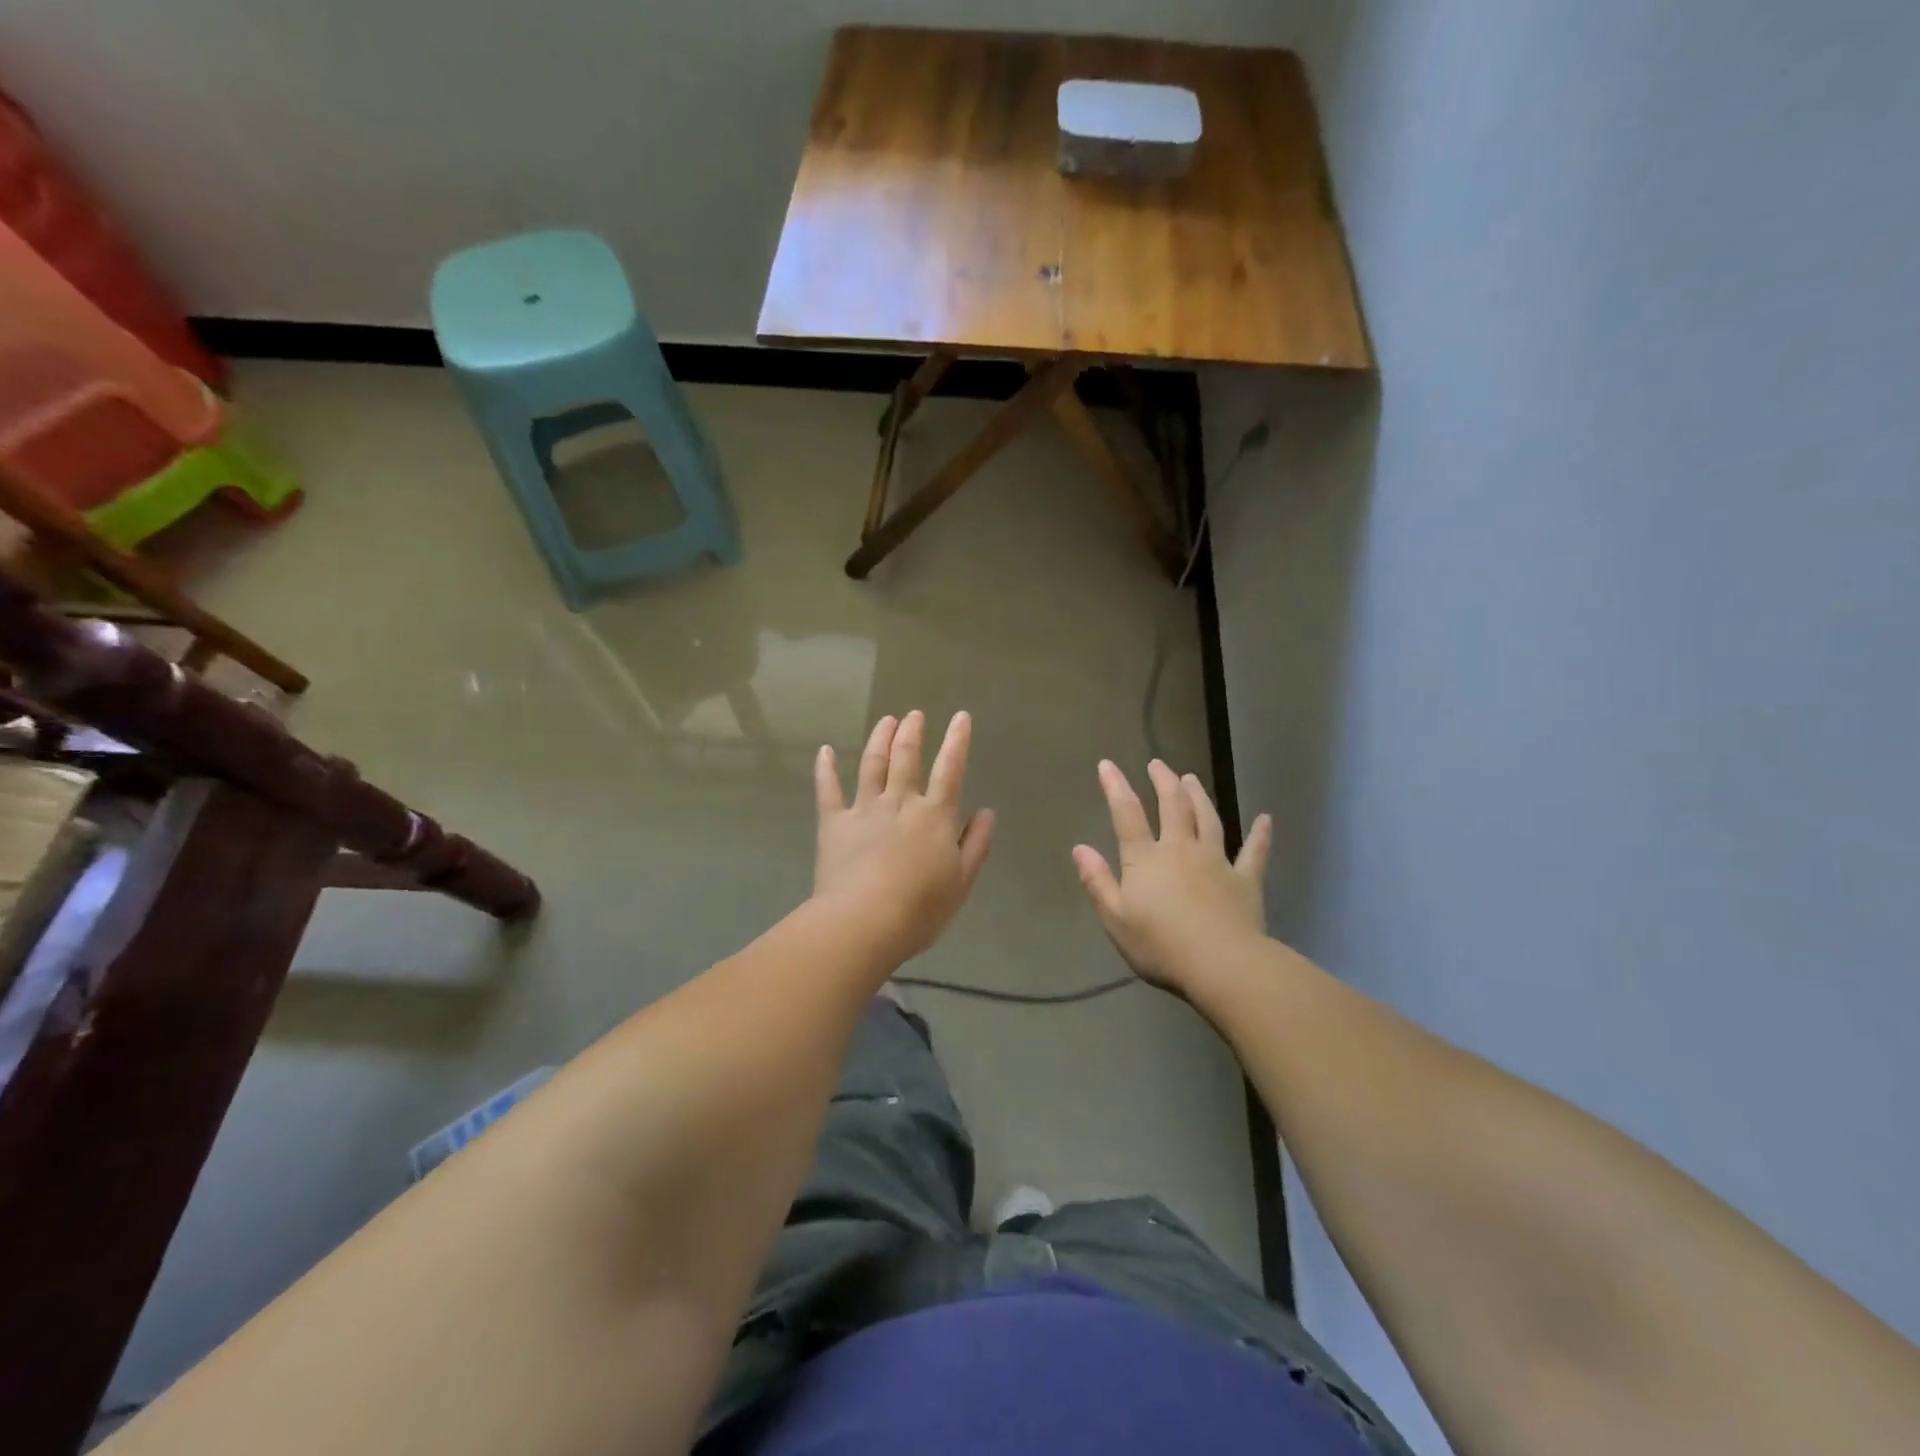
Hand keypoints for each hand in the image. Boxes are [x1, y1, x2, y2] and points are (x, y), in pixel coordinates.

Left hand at [814, 710, 994, 962]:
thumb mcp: (962, 881)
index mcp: (934, 816)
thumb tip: (987, 812)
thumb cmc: (920, 908)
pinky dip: (826, 769)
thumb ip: (976, 844)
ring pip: (872, 765)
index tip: (960, 717)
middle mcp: (900, 802)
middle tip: (914, 715)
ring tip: (886, 720)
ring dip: (879, 739)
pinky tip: (825, 751)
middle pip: (906, 758)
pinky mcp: (833, 824)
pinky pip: (828, 790)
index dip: (957, 741)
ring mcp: (864, 809)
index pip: (950, 770)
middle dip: (912, 733)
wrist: (864, 921)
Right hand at [1072, 759, 1271, 994]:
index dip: (1115, 787)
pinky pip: (1254, 852)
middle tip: (1158, 764)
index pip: (1127, 814)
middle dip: (1164, 782)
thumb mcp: (1115, 918)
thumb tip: (1080, 848)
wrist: (1221, 965)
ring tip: (1192, 778)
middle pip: (1173, 807)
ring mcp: (1217, 862)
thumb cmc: (1160, 945)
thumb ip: (1098, 881)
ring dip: (1199, 796)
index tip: (1108, 765)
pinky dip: (1260, 835)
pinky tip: (1266, 819)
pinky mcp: (1245, 880)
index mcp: (1146, 859)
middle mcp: (1181, 850)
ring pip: (1208, 819)